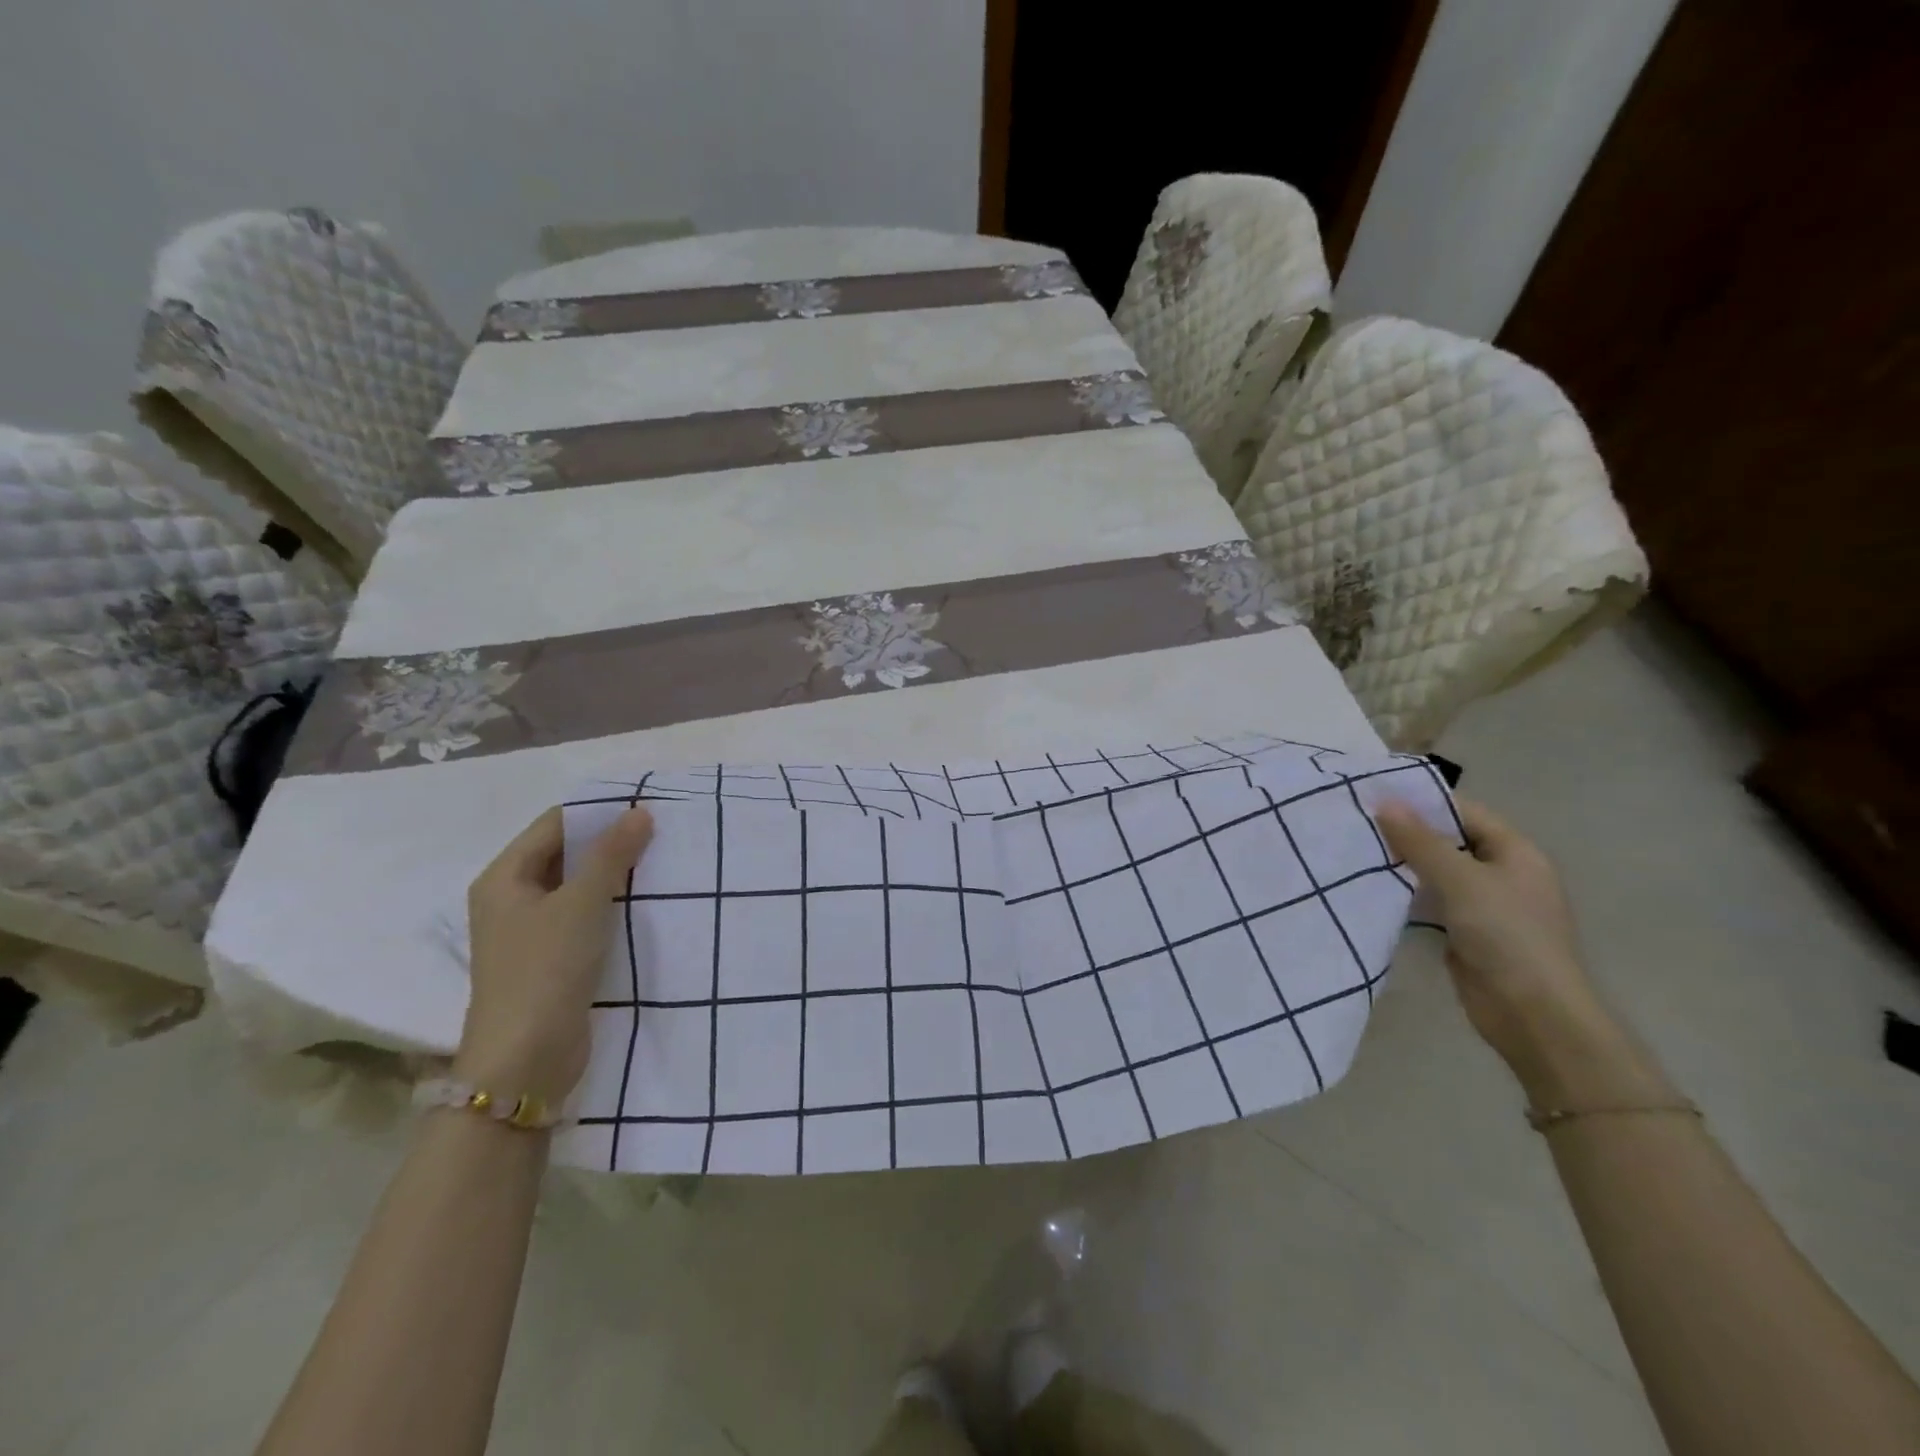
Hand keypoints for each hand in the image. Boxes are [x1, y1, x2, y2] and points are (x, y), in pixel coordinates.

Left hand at [457, 805, 653, 1105]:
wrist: (525, 1061)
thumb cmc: (545, 970)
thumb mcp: (582, 904)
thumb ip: (611, 855)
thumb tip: (640, 812)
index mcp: (504, 877)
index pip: (555, 825)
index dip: (599, 813)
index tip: (647, 810)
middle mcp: (512, 898)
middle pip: (565, 854)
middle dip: (609, 844)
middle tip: (661, 836)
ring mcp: (531, 932)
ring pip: (578, 887)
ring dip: (614, 876)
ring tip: (661, 865)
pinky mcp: (551, 960)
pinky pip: (584, 917)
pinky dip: (611, 907)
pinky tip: (645, 905)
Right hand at [1375, 797, 1633, 1098]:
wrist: (1532, 1014)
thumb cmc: (1506, 935)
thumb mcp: (1461, 880)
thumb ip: (1420, 841)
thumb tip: (1385, 802)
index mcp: (1515, 852)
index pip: (1464, 812)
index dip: (1422, 801)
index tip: (1374, 794)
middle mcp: (1503, 873)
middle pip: (1449, 840)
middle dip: (1407, 832)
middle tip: (1356, 821)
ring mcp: (1485, 905)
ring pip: (1436, 872)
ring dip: (1402, 864)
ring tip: (1354, 849)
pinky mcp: (1466, 932)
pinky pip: (1431, 902)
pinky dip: (1406, 894)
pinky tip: (1372, 888)